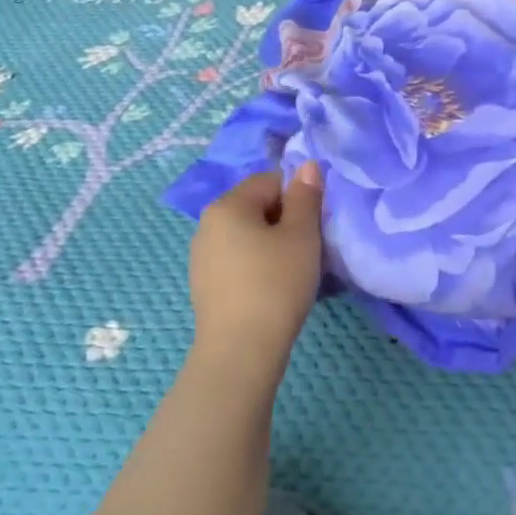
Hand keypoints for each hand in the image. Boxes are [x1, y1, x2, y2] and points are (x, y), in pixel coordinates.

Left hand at [187, 165, 323, 374]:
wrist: (241, 349)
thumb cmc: (276, 283)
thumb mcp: (301, 235)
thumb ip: (305, 196)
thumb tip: (306, 165)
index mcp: (227, 205)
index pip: (270, 180)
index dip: (298, 198)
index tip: (313, 226)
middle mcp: (206, 224)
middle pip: (256, 207)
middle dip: (284, 221)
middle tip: (308, 249)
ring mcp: (201, 256)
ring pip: (247, 236)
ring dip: (271, 245)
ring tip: (292, 272)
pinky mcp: (204, 284)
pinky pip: (237, 261)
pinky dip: (257, 267)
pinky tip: (271, 290)